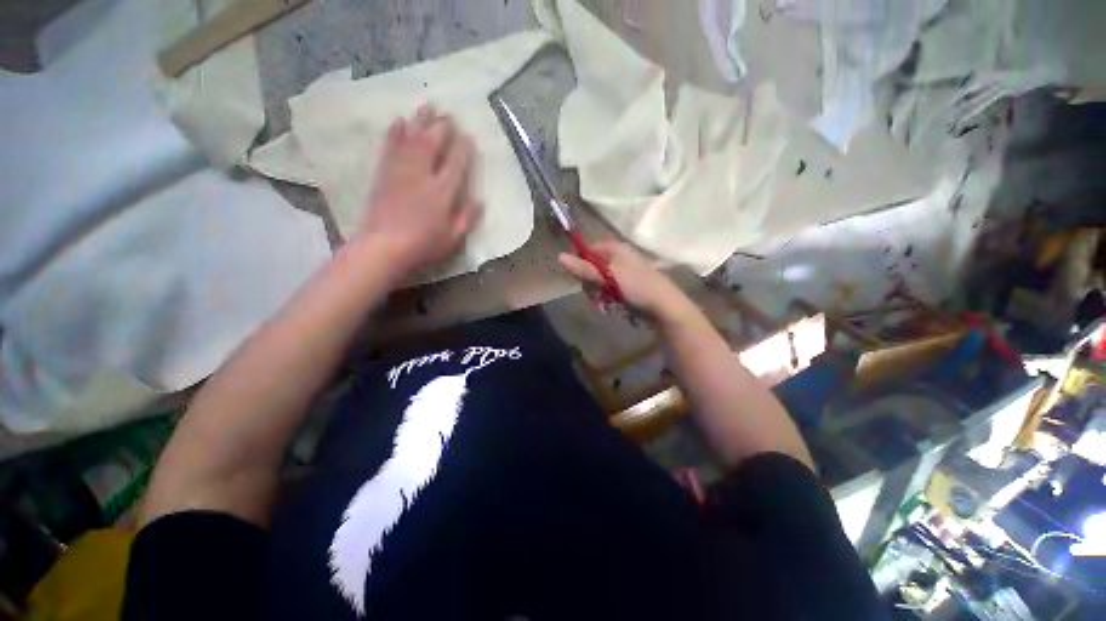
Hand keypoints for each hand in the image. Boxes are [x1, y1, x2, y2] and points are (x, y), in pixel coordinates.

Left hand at [356, 106, 480, 275]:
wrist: (383, 246)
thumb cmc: (424, 245)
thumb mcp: (453, 238)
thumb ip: (467, 218)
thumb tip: (480, 200)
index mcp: (443, 192)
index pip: (456, 163)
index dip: (463, 148)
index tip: (468, 135)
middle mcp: (423, 175)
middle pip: (433, 144)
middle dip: (442, 127)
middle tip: (448, 114)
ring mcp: (401, 172)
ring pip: (412, 139)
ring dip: (420, 121)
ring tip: (427, 105)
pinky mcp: (384, 174)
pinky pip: (390, 147)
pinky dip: (394, 133)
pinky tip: (398, 121)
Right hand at [558, 242, 689, 319]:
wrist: (664, 306)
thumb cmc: (636, 287)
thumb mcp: (607, 277)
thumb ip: (584, 269)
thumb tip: (559, 256)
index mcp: (615, 248)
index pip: (587, 251)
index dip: (581, 264)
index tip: (581, 279)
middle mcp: (618, 257)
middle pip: (592, 268)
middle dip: (591, 285)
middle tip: (596, 296)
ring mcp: (623, 272)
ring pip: (599, 282)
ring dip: (598, 295)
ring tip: (605, 305)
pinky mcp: (627, 286)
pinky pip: (609, 290)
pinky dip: (608, 299)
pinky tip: (611, 307)